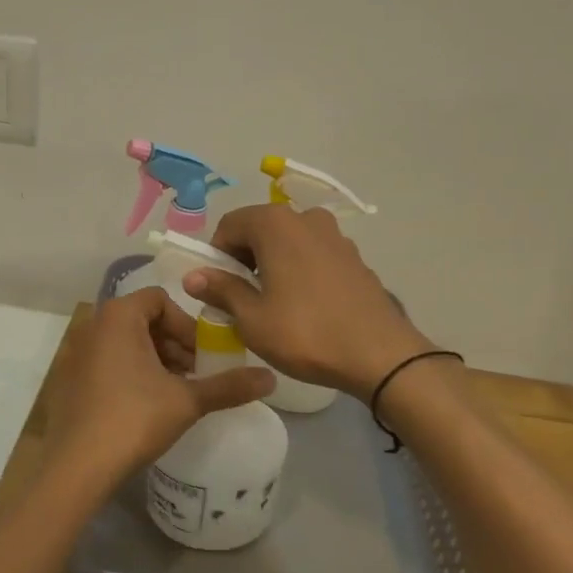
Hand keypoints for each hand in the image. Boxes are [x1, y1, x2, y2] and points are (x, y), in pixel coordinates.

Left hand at [43, 288, 273, 493]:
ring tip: (173, 392)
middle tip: (193, 375)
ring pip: (124, 343)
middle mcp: (92, 325)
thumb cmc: (134, 419)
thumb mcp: (187, 400)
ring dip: (154, 359)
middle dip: (173, 344)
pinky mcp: (68, 380)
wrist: (77, 467)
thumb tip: (271, 378)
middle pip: (142, 320)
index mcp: (118, 316)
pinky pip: (106, 362)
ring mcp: (75, 353)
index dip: (187, 325)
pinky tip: (144, 405)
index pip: (160, 300)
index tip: (202, 356)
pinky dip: (129, 373)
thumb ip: (229, 385)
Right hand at [185, 204, 434, 398]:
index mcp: (276, 224)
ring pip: (288, 241)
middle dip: (244, 259)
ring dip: (272, 264)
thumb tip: (193, 276)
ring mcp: (335, 235)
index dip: (216, 255)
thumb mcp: (252, 318)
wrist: (379, 354)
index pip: (229, 225)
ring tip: (273, 303)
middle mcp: (306, 218)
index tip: (218, 288)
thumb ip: (221, 290)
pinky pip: (313, 254)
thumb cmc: (306, 333)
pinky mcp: (354, 256)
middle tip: (242, 299)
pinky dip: (299, 269)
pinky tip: (304, 305)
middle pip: (260, 229)